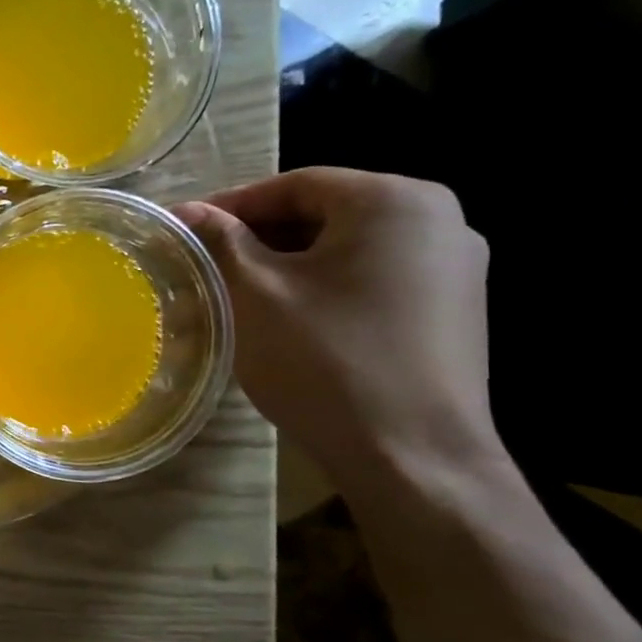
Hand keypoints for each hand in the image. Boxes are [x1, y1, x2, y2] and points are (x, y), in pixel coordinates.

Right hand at [175, 169, 501, 493]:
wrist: (412, 457)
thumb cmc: (325, 360)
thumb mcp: (256, 294)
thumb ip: (221, 241)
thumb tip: (188, 212)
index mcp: (395, 201)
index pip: (295, 185)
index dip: (231, 205)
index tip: (185, 229)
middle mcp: (439, 221)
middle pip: (325, 213)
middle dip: (259, 236)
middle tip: (206, 262)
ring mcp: (456, 268)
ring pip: (348, 248)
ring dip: (289, 263)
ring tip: (238, 292)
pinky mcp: (454, 311)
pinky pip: (373, 278)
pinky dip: (325, 287)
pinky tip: (290, 320)